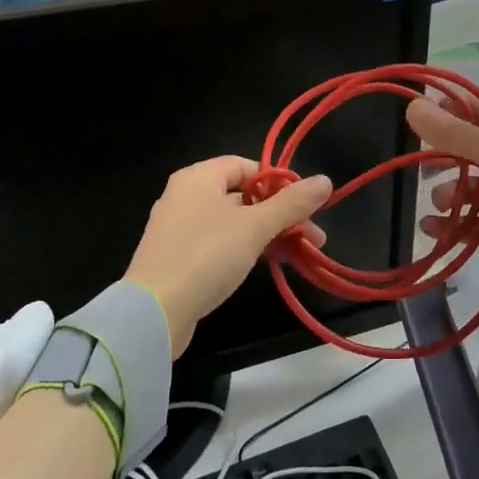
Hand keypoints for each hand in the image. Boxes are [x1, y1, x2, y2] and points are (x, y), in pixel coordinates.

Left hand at [126, 157, 332, 356]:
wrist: (153, 313)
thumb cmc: (206, 256)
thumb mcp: (255, 227)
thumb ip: (291, 204)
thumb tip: (325, 180)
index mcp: (198, 177)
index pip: (246, 166)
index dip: (278, 182)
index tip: (303, 206)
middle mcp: (184, 196)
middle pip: (242, 195)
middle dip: (281, 215)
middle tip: (313, 238)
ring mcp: (177, 228)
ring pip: (231, 222)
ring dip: (266, 234)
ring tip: (297, 255)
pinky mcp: (175, 258)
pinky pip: (216, 244)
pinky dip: (242, 250)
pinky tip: (263, 266)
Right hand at [408, 98, 478, 289]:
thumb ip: (456, 134)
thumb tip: (411, 106)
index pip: (470, 109)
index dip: (442, 110)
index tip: (411, 117)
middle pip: (462, 151)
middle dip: (439, 158)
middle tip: (419, 167)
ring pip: (464, 189)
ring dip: (448, 194)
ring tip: (443, 203)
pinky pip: (469, 223)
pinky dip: (450, 225)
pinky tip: (430, 228)